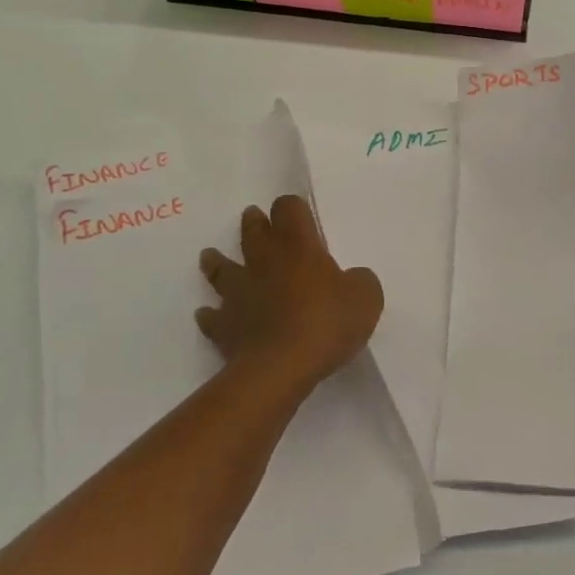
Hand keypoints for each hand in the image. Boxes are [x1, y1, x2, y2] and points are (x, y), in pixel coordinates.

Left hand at [197, 195, 382, 395]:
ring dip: (216, 261)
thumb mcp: (366, 297)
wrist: (281, 367)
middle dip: (254, 222)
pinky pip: (212, 316)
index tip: (296, 212)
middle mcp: (264, 262)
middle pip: (252, 231)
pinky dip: (210, 314)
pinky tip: (208, 313)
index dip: (291, 207)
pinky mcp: (224, 326)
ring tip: (210, 256)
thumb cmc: (326, 323)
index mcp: (299, 247)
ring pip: (221, 269)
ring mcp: (239, 293)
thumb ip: (359, 281)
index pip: (289, 209)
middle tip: (253, 217)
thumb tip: (351, 279)